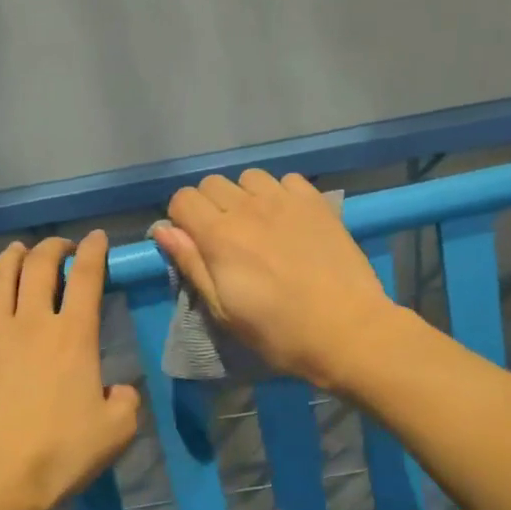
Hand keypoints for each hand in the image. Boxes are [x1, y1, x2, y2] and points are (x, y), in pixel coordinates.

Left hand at [0, 232, 140, 509]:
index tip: (97, 238)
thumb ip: (125, 401)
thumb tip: (117, 389)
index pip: (86, 277)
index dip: (93, 251)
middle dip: (52, 248)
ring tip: (17, 250)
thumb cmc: (60, 454)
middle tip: (60, 247)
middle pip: (39, 268)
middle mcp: (31, 324)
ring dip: (9, 259)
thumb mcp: (117, 432)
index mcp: (74, 336)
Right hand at [153, 170, 395, 389]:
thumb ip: (192, 265)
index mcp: (220, 236)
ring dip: (245, 196)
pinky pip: (287, 180)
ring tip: (258, 226)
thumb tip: (163, 229)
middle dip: (209, 206)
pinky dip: (280, 194)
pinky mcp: (317, 202)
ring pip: (249, 177)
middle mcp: (249, 208)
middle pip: (212, 184)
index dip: (182, 219)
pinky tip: (288, 220)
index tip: (194, 243)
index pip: (183, 199)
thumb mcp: (224, 311)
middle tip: (225, 239)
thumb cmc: (279, 332)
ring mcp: (286, 201)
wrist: (347, 330)